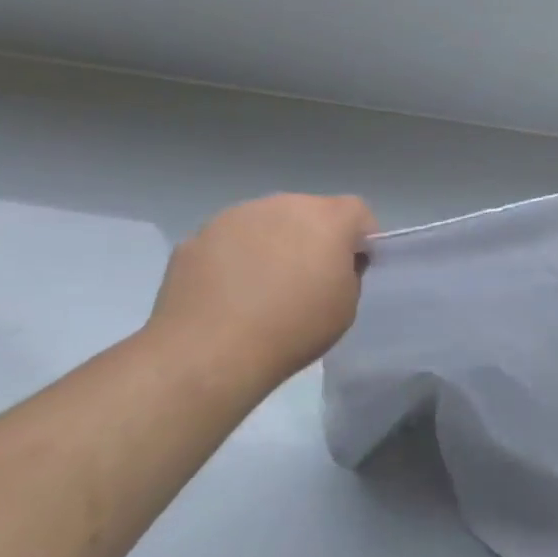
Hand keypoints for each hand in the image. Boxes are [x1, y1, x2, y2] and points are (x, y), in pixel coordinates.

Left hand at [146, 194, 375, 385]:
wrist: (208, 352)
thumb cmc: (293, 328)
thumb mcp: (347, 306)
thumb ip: (348, 273)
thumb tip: (332, 264)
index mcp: (327, 218)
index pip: (358, 212)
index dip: (360, 238)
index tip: (351, 269)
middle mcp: (283, 204)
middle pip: (309, 212)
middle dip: (313, 237)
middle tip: (305, 280)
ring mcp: (235, 216)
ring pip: (266, 223)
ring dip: (272, 244)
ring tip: (260, 289)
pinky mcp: (196, 237)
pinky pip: (228, 242)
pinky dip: (234, 259)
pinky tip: (227, 295)